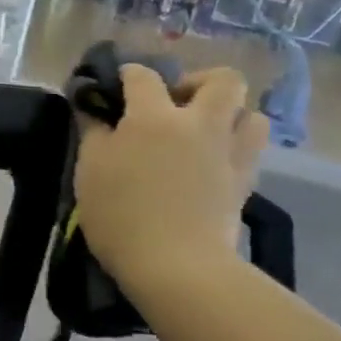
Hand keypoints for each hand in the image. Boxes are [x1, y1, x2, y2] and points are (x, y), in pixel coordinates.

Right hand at [73, 65, 266, 302]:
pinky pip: (251, 149)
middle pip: (221, 80)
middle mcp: (198, 124)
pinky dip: (234, 146)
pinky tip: (211, 162)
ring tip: (203, 132)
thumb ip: (92, 133)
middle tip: (174, 103)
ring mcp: (228, 152)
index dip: (127, 74)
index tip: (115, 85)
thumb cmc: (121, 216)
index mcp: (154, 117)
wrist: (176, 266)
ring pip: (250, 113)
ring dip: (229, 114)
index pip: (143, 76)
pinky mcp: (245, 182)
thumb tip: (93, 109)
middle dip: (199, 81)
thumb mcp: (89, 171)